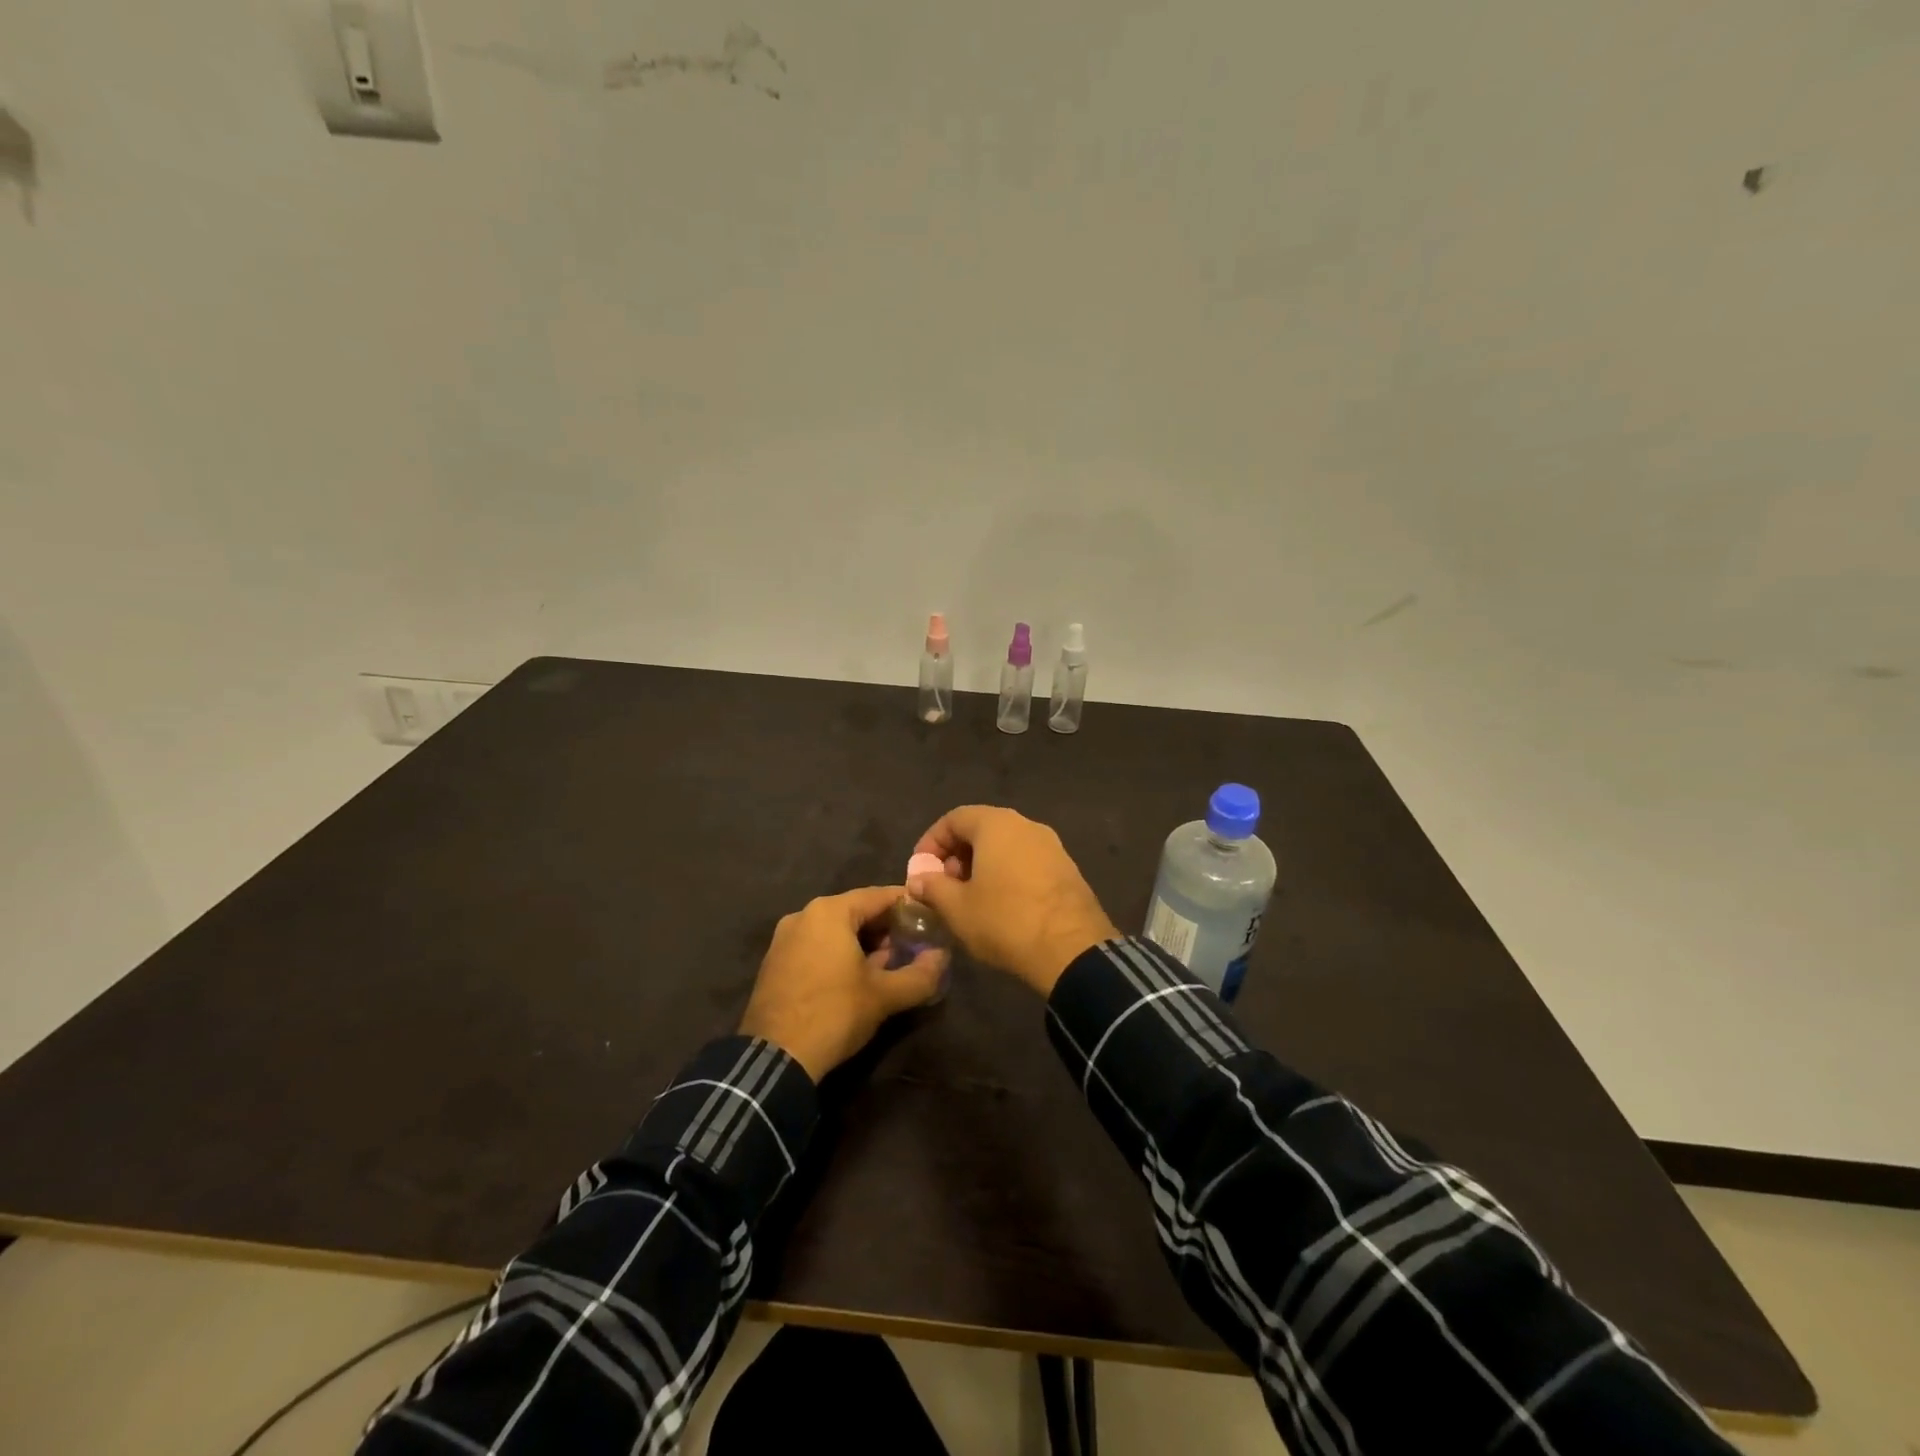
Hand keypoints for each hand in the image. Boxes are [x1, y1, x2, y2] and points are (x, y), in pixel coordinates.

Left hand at [738, 886, 946, 1081]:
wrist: (775, 1058)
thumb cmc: (834, 1014)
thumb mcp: (885, 996)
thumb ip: (920, 974)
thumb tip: (942, 957)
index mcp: (830, 912)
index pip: (880, 896)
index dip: (909, 906)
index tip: (930, 920)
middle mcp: (804, 915)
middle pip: (856, 911)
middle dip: (886, 927)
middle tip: (912, 946)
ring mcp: (785, 938)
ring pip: (835, 929)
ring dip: (863, 942)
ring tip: (888, 964)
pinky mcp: (775, 962)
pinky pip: (816, 945)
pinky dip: (838, 953)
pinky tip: (855, 977)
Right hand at [909, 806, 1117, 997]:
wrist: (1072, 950)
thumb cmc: (1005, 920)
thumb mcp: (956, 908)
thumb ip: (932, 887)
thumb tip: (918, 878)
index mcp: (997, 824)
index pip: (954, 818)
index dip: (931, 842)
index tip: (921, 871)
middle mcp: (1026, 825)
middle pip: (982, 829)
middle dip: (956, 855)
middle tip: (943, 886)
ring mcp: (1052, 846)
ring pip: (1006, 846)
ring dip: (982, 866)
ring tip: (969, 899)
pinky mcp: (1067, 869)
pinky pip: (1027, 862)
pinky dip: (1007, 875)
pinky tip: (1001, 906)